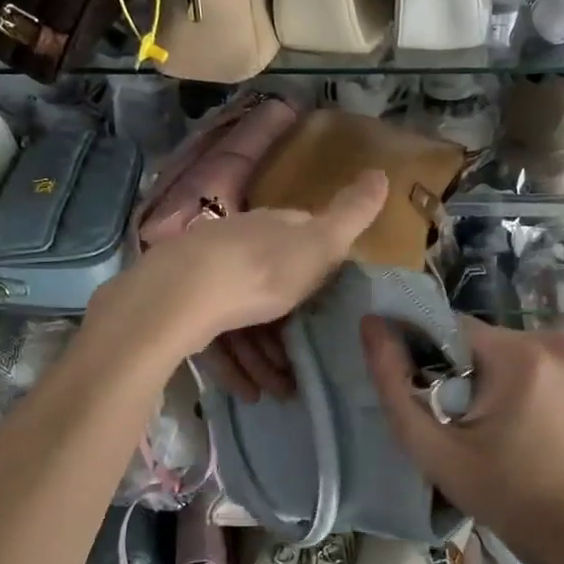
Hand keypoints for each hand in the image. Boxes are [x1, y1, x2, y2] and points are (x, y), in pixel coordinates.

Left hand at [91, 170, 387, 385]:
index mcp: (271, 227)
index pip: (300, 238)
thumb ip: (352, 215)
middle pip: (272, 288)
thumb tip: (383, 172)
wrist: (181, 297)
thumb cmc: (262, 270)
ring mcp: (206, 276)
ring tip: (280, 391)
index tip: (331, 305)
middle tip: (304, 365)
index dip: (319, 270)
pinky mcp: (181, 309)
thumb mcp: (320, 244)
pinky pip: (217, 340)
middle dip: (291, 329)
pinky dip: (237, 366)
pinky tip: (248, 391)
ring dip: (265, 358)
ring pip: (244, 320)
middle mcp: (237, 245)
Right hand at [363, 315, 563, 563]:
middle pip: (476, 338)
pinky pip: (524, 358)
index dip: (427, 356)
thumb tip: (370, 324)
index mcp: (520, 354)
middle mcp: (552, 340)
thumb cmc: (497, 492)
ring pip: (498, 347)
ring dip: (481, 373)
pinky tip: (508, 417)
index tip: (425, 395)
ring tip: (480, 421)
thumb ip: (394, 384)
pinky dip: (508, 378)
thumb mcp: (432, 447)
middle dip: (456, 369)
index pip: (451, 327)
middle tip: (453, 417)